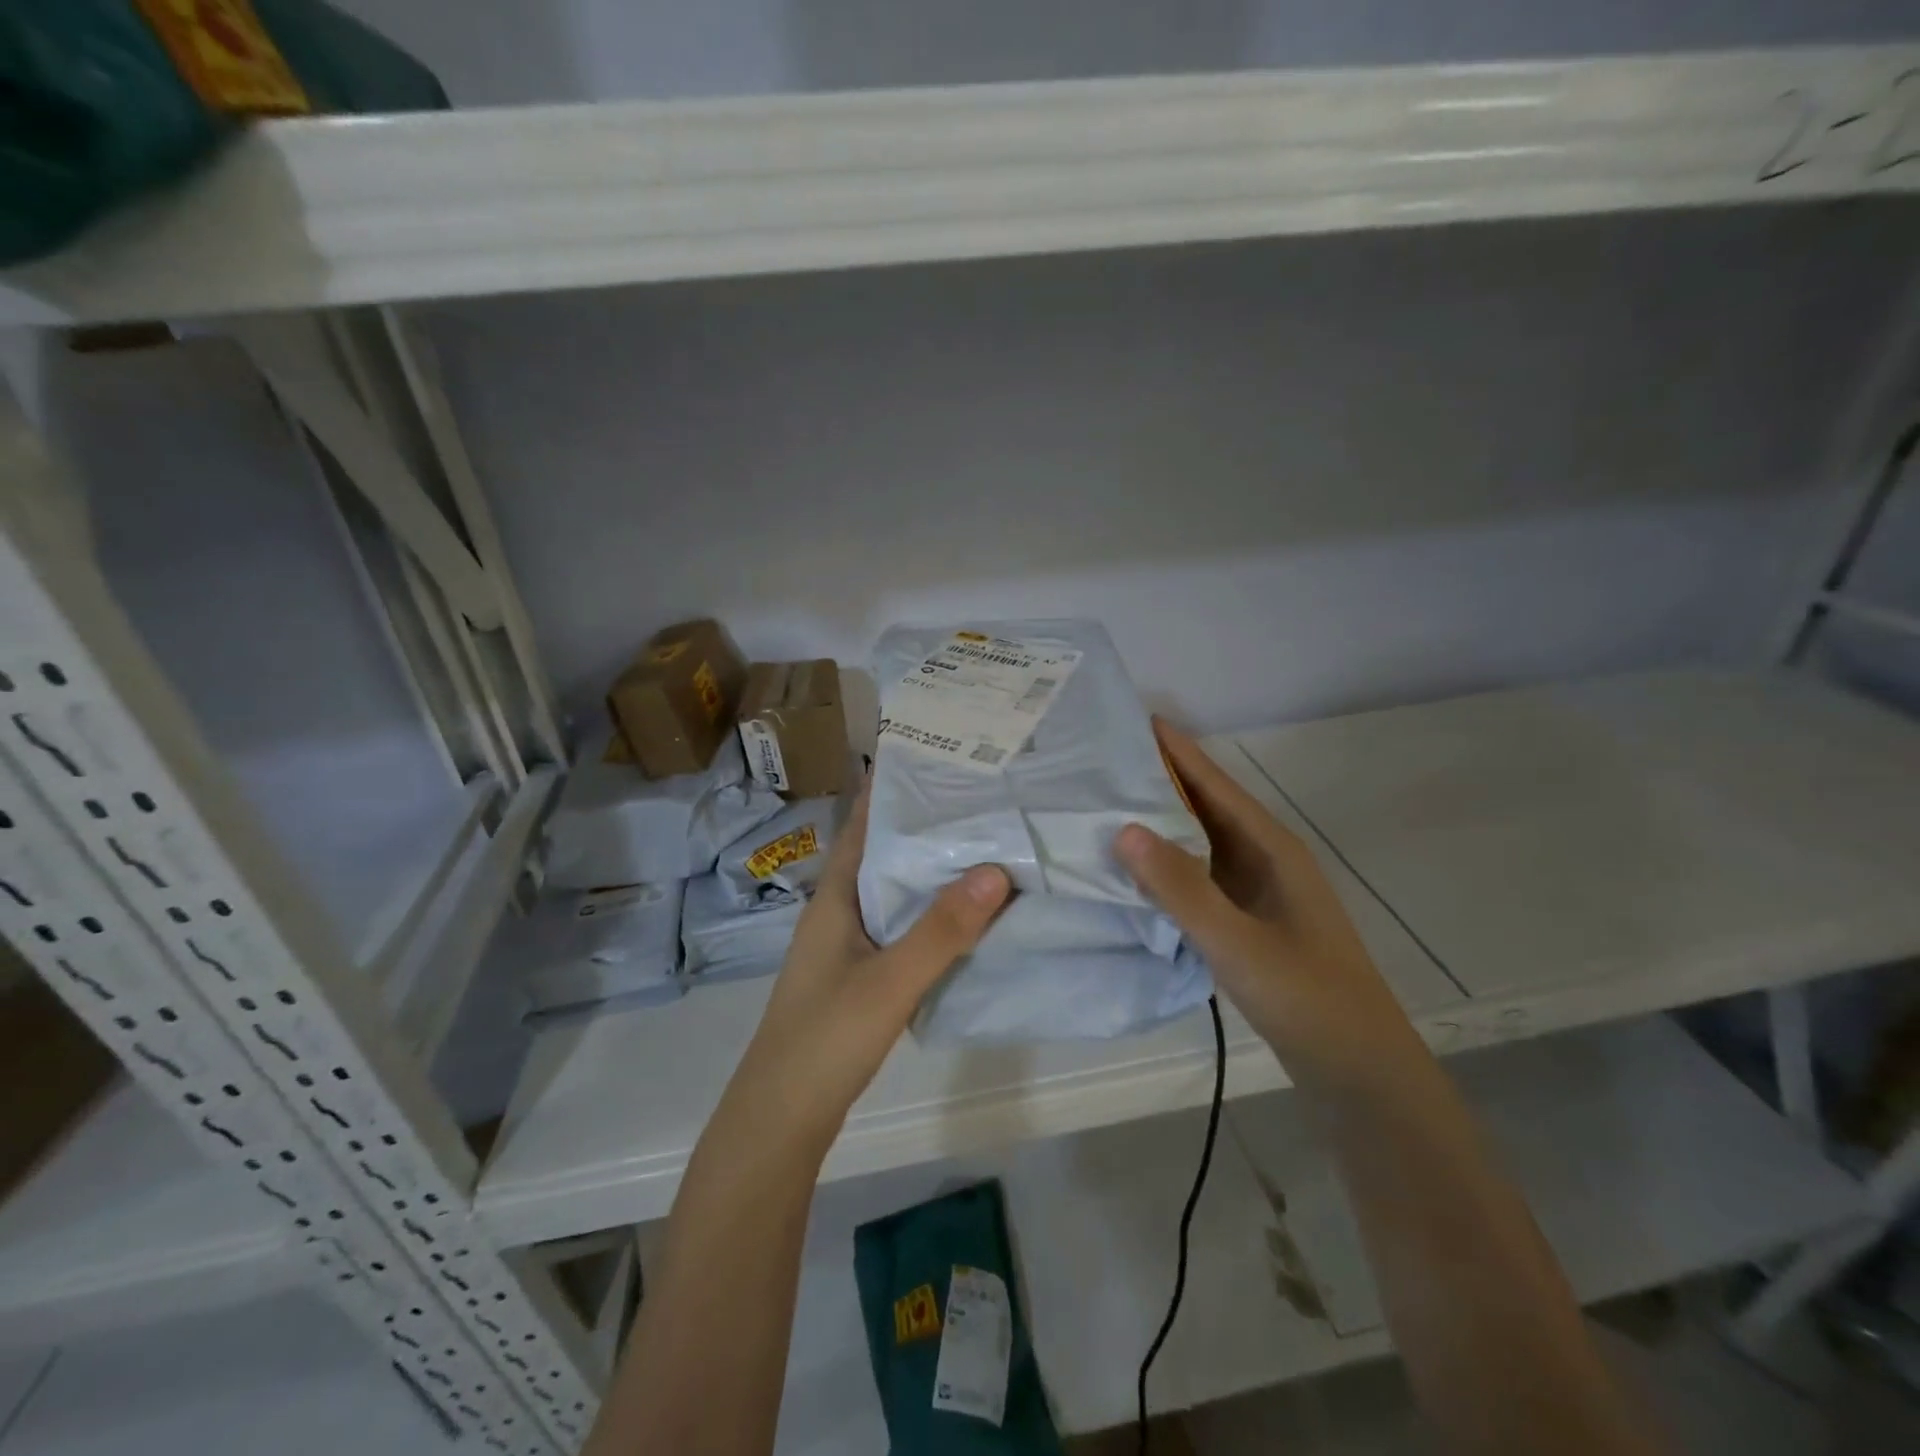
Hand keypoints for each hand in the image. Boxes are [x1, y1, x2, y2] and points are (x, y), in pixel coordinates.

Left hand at [726, 783, 1012, 1153]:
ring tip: (986, 845)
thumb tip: (997, 870)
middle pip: (885, 853)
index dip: (894, 790)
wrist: (781, 1119)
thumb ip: (941, 930)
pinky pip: (901, 926)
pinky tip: (968, 916)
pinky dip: (931, 913)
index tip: (940, 760)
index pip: (865, 824)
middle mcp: (839, 910)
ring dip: (932, 870)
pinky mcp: (861, 975)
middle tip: (982, 798)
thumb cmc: (825, 1039)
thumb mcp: (888, 982)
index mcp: (835, 896)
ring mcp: (848, 945)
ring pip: (895, 891)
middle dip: (926, 825)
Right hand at [1114, 720, 1424, 1090]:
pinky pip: (1199, 875)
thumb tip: (1124, 828)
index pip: (1214, 784)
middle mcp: (1264, 858)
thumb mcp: (1238, 943)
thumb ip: (1181, 888)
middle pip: (1206, 805)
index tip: (1131, 721)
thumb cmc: (1306, 998)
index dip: (1176, 751)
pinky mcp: (1247, 919)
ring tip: (1105, 804)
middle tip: (1102, 761)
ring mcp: (1257, 890)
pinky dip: (1166, 863)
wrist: (1358, 1070)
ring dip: (1160, 821)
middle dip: (1160, 779)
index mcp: (1271, 848)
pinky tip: (1133, 870)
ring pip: (1200, 841)